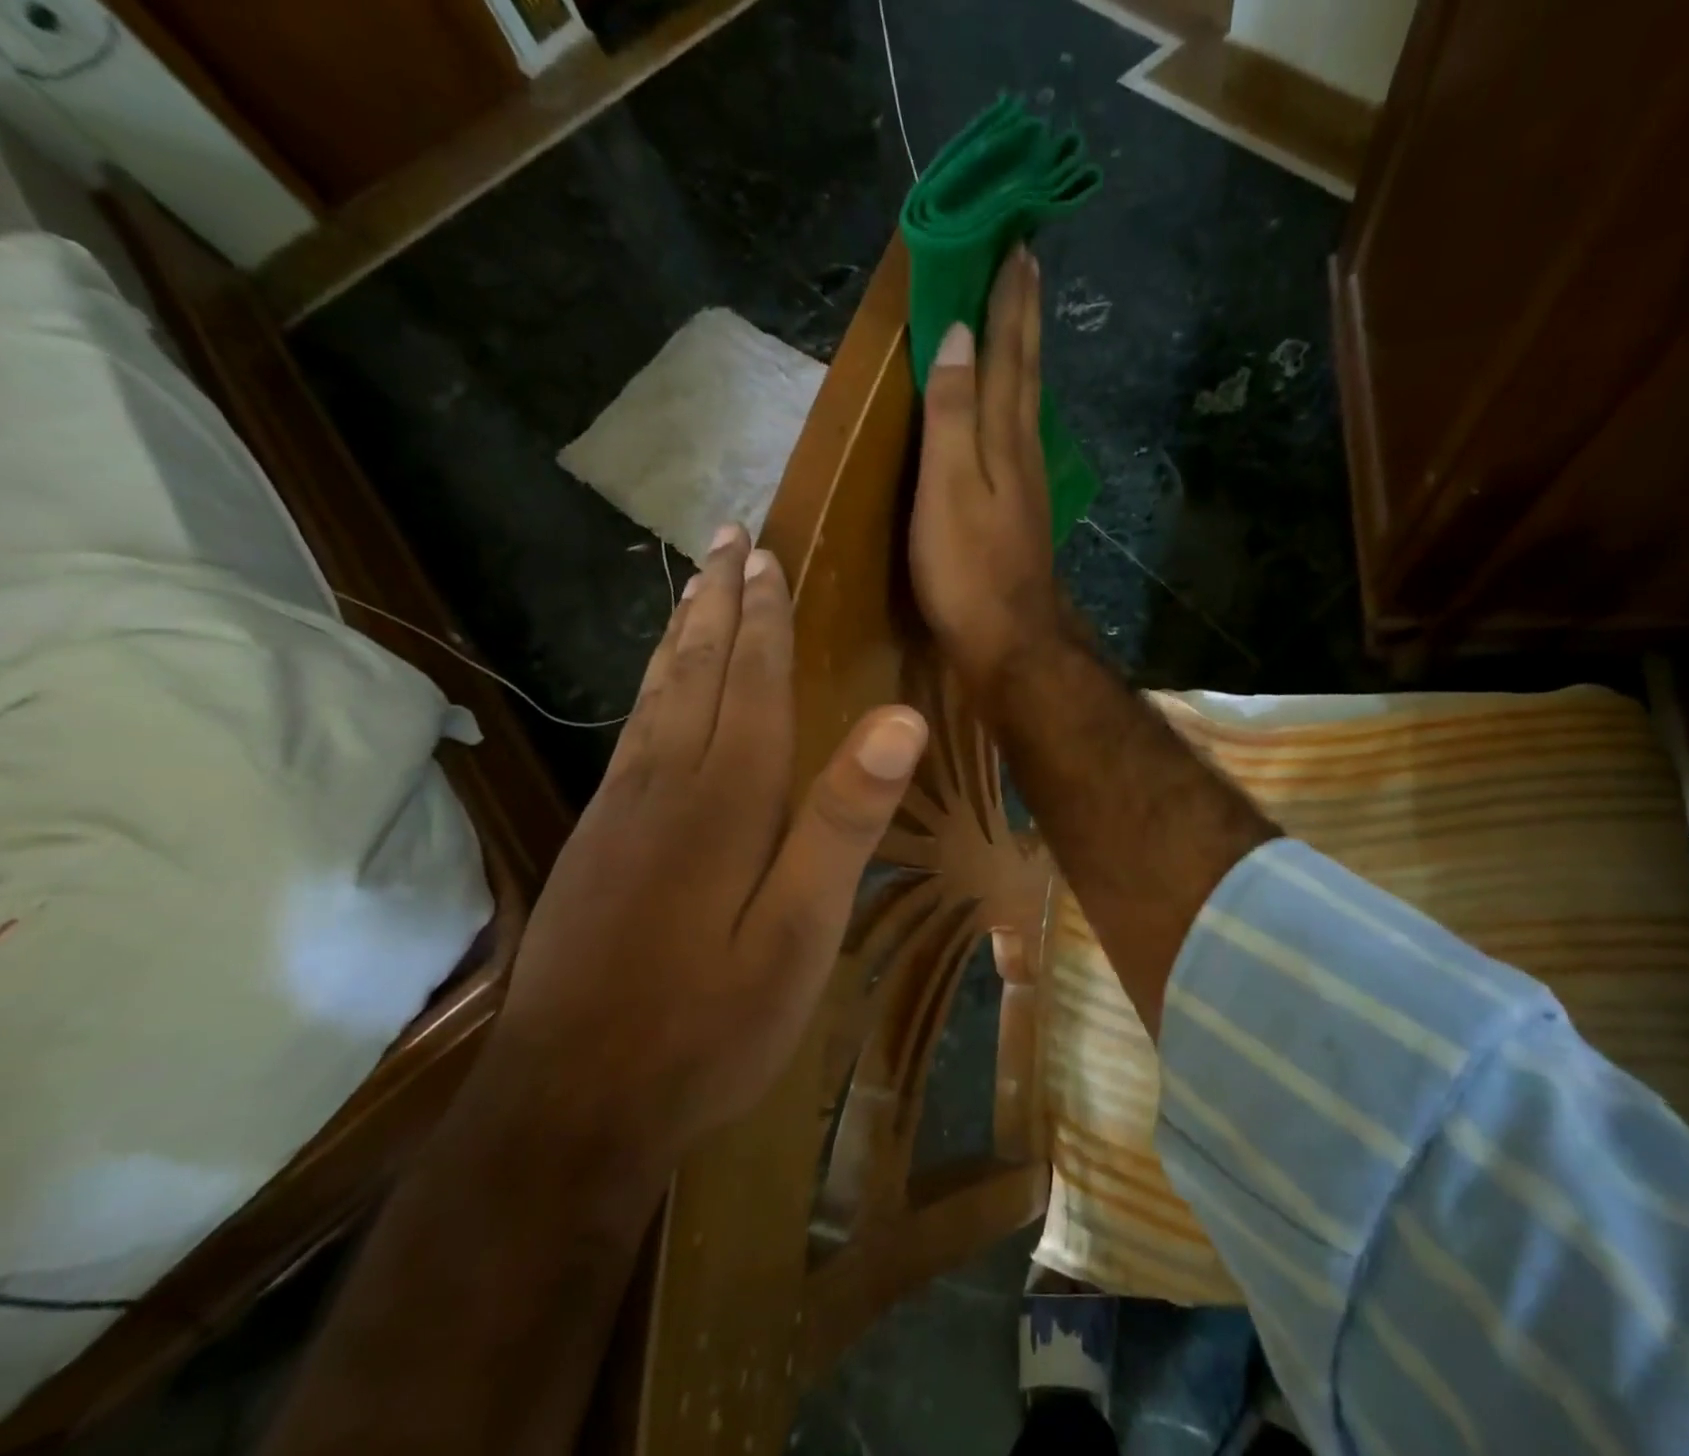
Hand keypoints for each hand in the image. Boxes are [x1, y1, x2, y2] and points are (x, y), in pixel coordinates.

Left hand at [496, 525, 927, 1156]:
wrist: (570, 1105)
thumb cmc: (707, 1024)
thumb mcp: (799, 932)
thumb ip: (843, 821)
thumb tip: (899, 719)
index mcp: (724, 800)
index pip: (751, 683)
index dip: (763, 618)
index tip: (767, 556)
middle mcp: (664, 785)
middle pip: (696, 672)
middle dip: (717, 603)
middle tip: (727, 539)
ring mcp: (618, 812)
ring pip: (655, 697)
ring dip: (680, 635)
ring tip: (695, 588)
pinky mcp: (595, 842)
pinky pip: (631, 735)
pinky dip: (651, 689)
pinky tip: (656, 690)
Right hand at [911, 246, 1061, 699]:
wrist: (1009, 641)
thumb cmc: (968, 569)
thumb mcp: (949, 487)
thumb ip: (953, 414)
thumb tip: (959, 334)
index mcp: (1005, 438)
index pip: (1009, 353)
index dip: (1010, 300)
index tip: (1017, 241)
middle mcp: (1023, 451)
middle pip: (1026, 371)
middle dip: (1024, 315)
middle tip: (1028, 260)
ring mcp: (1026, 484)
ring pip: (1026, 402)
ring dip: (1023, 355)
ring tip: (1019, 318)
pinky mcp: (1019, 512)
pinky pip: (1018, 436)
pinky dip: (1015, 404)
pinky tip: (1011, 410)